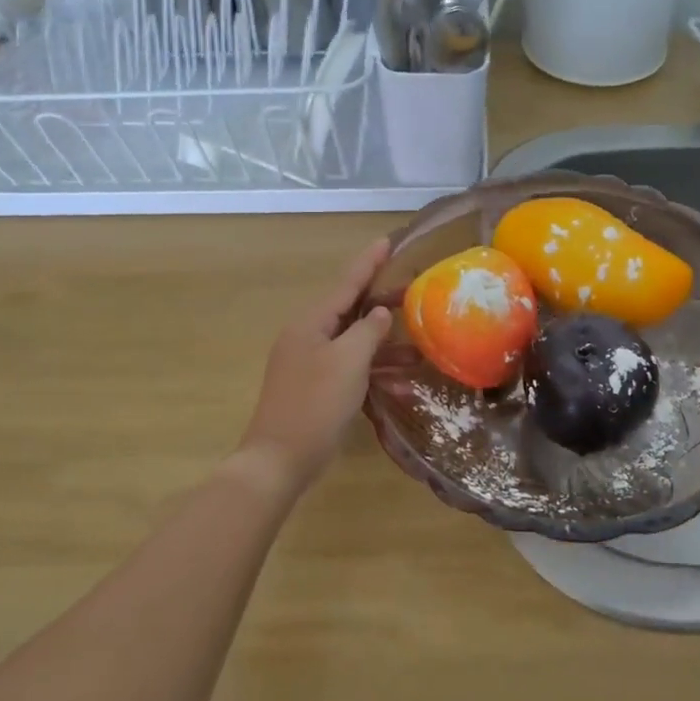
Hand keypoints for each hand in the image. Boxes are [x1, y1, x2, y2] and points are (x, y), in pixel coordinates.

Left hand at [235, 238, 392, 493]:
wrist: (279, 460)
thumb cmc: (315, 404)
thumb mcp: (349, 362)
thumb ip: (368, 331)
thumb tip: (378, 313)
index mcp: (311, 323)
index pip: (346, 283)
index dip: (368, 262)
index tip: (387, 241)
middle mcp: (308, 337)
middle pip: (350, 311)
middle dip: (382, 304)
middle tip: (414, 293)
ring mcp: (310, 364)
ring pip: (353, 344)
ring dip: (384, 347)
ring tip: (420, 348)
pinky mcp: (316, 389)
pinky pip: (350, 370)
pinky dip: (374, 373)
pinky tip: (402, 386)